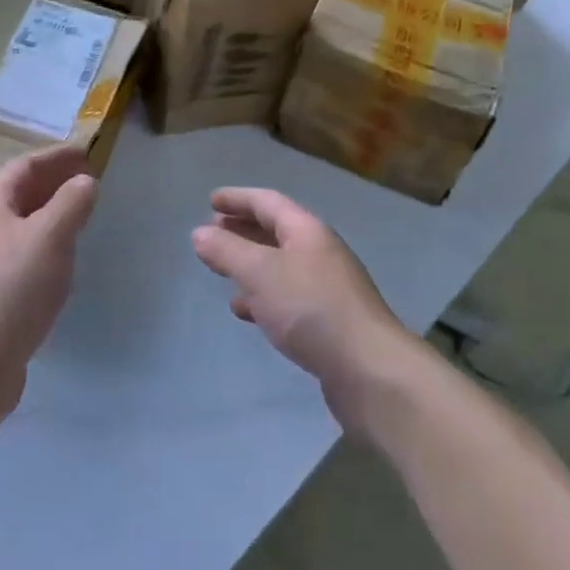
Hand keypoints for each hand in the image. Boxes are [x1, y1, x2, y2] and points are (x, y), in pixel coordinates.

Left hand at [0, 146, 97, 394]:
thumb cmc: (17, 284)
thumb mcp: (52, 234)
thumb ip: (72, 202)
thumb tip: (85, 182)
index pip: (24, 166)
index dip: (55, 156)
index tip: (85, 153)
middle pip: (19, 193)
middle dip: (53, 182)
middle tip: (87, 179)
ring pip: (21, 223)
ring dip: (51, 211)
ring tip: (80, 212)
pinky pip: (22, 250)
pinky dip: (46, 240)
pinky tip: (64, 255)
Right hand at [192, 188, 411, 419]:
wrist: (369, 371)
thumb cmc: (311, 309)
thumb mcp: (260, 273)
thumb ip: (227, 251)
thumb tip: (200, 233)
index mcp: (306, 231)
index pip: (267, 202)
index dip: (238, 199)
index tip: (211, 200)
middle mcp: (319, 252)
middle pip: (275, 231)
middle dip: (243, 229)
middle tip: (213, 232)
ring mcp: (327, 288)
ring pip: (280, 266)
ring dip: (251, 265)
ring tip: (223, 271)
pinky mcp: (328, 321)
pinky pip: (288, 297)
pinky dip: (263, 296)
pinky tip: (247, 312)